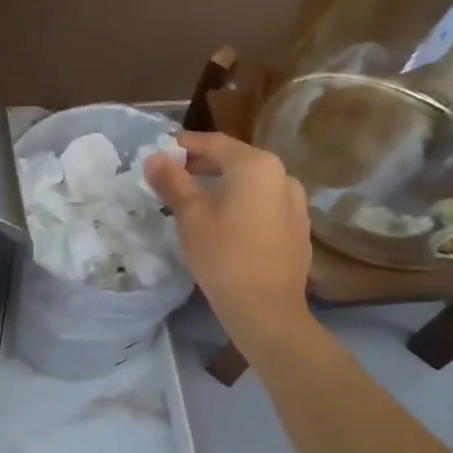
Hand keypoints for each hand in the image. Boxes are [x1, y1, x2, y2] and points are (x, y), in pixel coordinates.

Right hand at [146, 131, 314, 346]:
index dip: (185, 144)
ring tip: (195, 198)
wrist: (266, 310)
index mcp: (256, 165)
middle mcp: (283, 176)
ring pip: (251, 184)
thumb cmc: (223, 254)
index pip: (214, 143)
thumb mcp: (190, 214)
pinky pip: (264, 204)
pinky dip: (242, 204)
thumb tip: (154, 157)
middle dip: (202, 165)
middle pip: (235, 161)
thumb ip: (171, 180)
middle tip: (172, 174)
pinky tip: (224, 223)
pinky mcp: (298, 229)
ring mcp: (296, 203)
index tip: (161, 150)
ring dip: (223, 184)